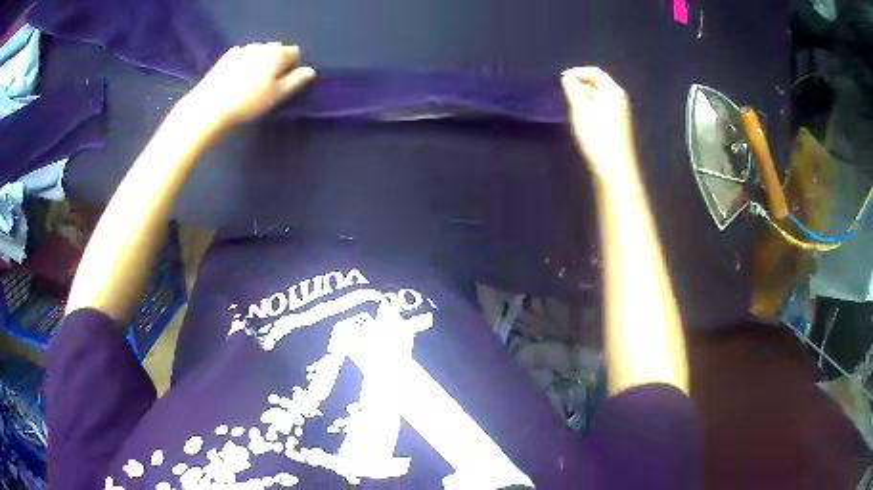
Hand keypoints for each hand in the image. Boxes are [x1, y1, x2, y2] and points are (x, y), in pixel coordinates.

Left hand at [183, 43, 315, 127]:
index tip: (284, 83)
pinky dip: (244, 62)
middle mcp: (261, 46)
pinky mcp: (226, 57)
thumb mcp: (277, 95)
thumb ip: (296, 81)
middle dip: (277, 62)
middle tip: (268, 84)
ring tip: (251, 82)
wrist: (210, 106)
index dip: (293, 67)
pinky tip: (237, 78)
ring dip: (260, 61)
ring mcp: (242, 49)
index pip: (295, 52)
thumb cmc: (248, 103)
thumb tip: (310, 71)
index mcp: (277, 54)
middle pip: (276, 49)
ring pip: (259, 51)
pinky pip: (242, 55)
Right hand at [561, 67, 634, 180]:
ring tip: (569, 102)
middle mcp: (619, 98)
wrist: (613, 166)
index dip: (578, 72)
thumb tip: (567, 77)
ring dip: (584, 95)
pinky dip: (590, 104)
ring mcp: (619, 112)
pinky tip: (581, 115)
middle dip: (581, 83)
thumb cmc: (596, 134)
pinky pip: (602, 106)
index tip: (562, 78)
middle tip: (564, 90)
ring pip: (600, 96)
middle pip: (599, 83)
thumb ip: (572, 90)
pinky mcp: (617, 124)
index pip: (595, 72)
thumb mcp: (580, 109)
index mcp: (613, 91)